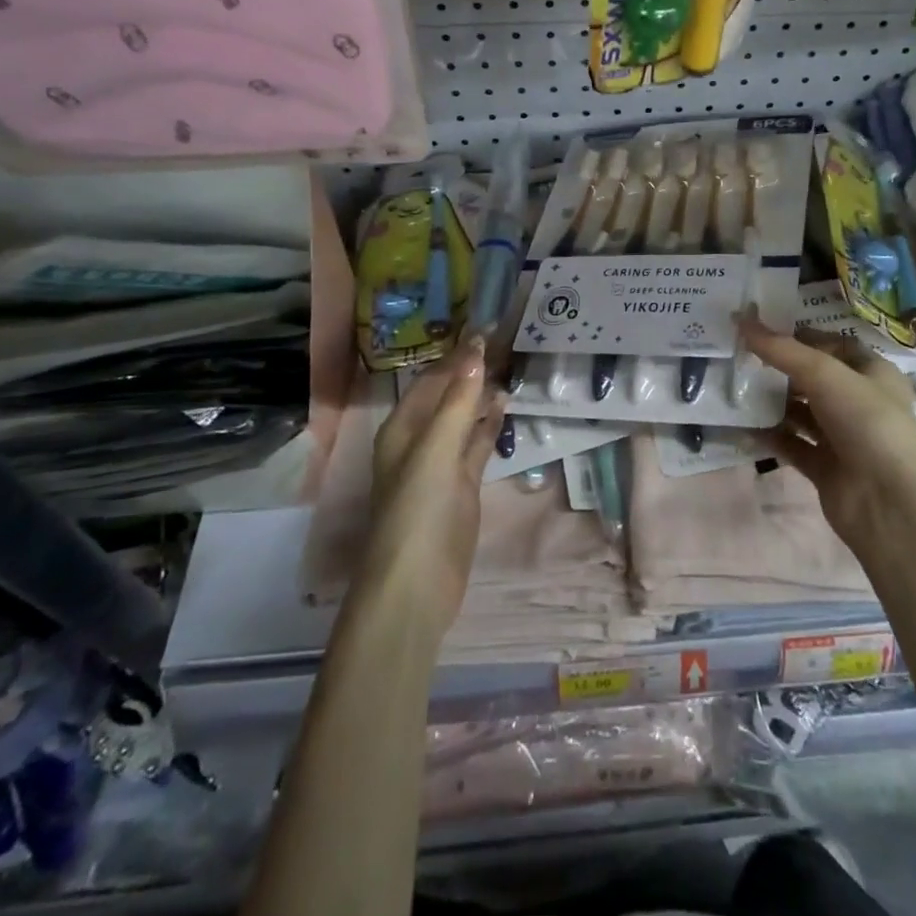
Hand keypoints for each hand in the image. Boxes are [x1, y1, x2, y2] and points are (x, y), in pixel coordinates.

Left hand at [362, 340, 506, 636]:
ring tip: (512, 367)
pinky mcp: (462, 486)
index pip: (432, 379)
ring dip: (483, 395)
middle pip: (448, 396)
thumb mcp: (435, 450)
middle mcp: (419, 440)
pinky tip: (507, 407)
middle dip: (472, 371)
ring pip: (464, 419)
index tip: (488, 330)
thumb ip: (458, 402)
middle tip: (508, 343)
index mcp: (402, 428)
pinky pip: (476, 444)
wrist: (415, 585)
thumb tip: (476, 352)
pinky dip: (490, 425)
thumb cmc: (417, 511)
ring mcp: (442, 464)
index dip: (457, 356)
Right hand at [742, 319, 915, 559]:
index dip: (800, 335)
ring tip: (735, 387)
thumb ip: (781, 349)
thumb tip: (741, 318)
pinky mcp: (826, 468)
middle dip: (780, 368)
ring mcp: (843, 437)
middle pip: (814, 378)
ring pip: (801, 412)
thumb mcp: (825, 375)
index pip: (834, 344)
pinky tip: (741, 425)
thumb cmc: (868, 424)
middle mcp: (860, 402)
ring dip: (772, 401)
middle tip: (739, 355)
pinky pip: (792, 445)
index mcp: (873, 372)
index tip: (760, 328)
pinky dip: (769, 435)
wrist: (891, 505)